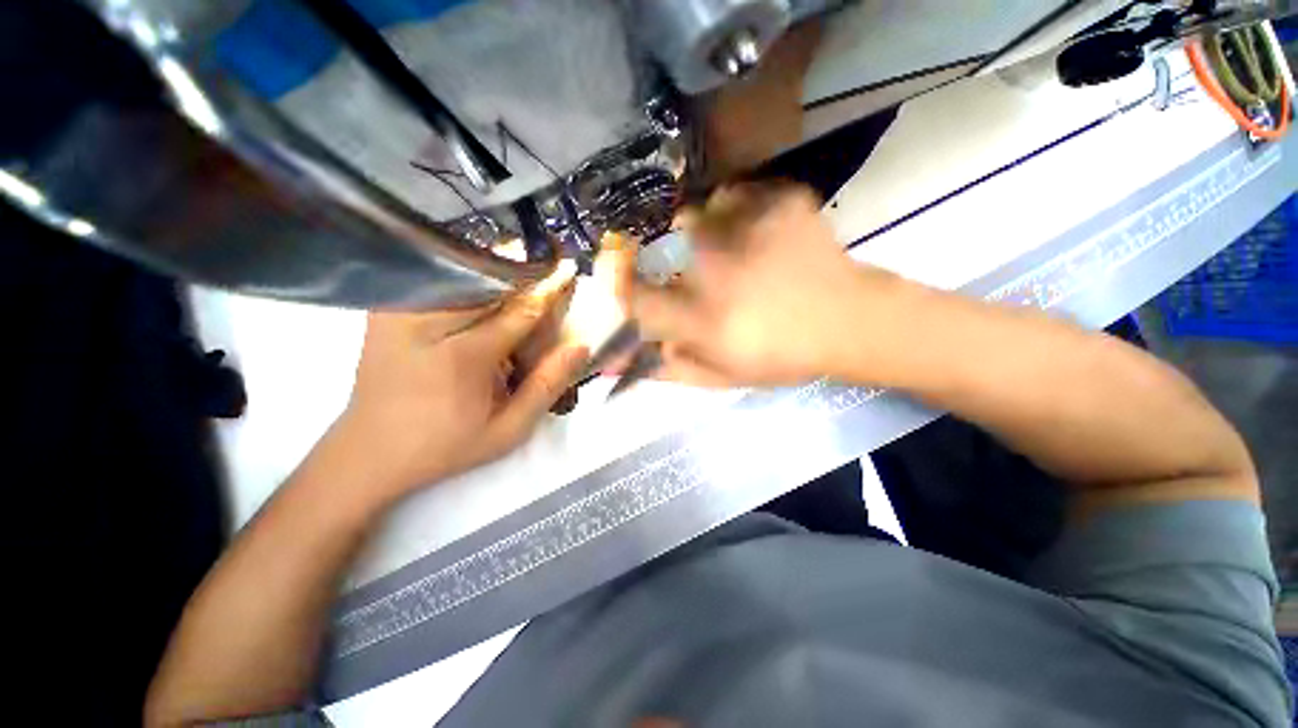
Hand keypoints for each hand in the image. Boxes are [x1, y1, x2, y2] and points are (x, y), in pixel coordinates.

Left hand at [327, 264, 588, 504]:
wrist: (370, 451)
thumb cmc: (446, 445)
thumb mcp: (509, 429)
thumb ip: (547, 385)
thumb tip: (580, 346)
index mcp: (462, 356)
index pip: (520, 310)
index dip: (549, 290)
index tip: (568, 271)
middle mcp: (427, 323)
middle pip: (493, 283)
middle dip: (525, 280)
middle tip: (545, 287)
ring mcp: (401, 311)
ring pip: (464, 274)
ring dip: (498, 277)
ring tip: (518, 290)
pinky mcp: (387, 309)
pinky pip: (438, 280)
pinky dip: (468, 280)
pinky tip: (484, 296)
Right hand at [630, 184, 902, 386]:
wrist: (849, 322)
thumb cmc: (782, 357)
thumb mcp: (723, 376)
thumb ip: (673, 368)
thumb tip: (630, 359)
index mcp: (700, 316)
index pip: (636, 296)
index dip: (626, 288)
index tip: (634, 285)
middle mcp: (714, 268)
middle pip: (662, 245)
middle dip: (669, 260)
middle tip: (696, 274)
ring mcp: (748, 228)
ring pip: (698, 213)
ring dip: (702, 233)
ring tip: (727, 248)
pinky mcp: (779, 202)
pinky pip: (738, 194)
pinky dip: (738, 209)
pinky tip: (754, 230)